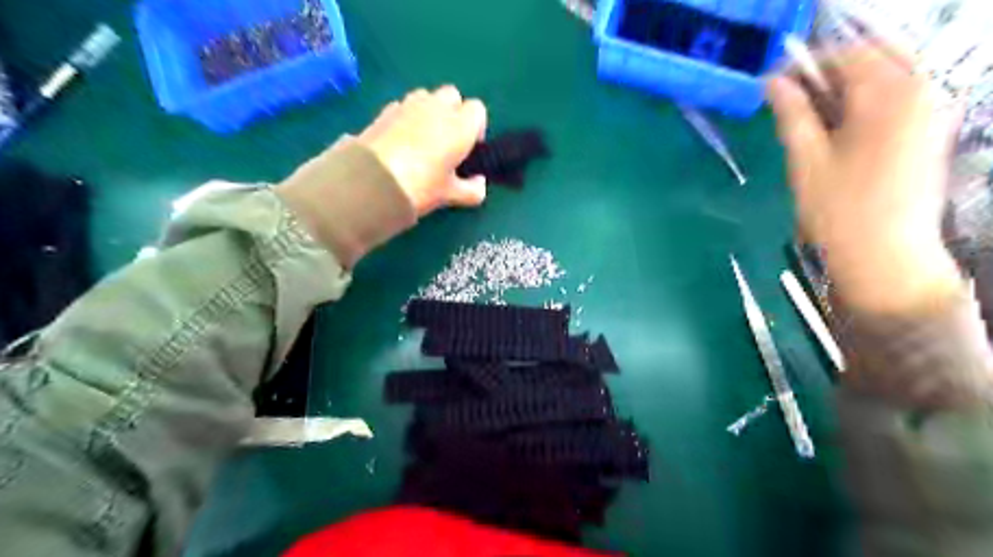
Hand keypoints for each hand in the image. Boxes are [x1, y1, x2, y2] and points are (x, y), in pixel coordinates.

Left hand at [362, 85, 488, 215]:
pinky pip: (403, 106)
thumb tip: (479, 184)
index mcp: (460, 125)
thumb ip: (472, 190)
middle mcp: (437, 107)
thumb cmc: (421, 186)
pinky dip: (407, 117)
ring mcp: (409, 105)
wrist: (372, 181)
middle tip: (447, 142)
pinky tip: (401, 141)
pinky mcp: (385, 110)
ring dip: (429, 111)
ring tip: (422, 140)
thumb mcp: (450, 195)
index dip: (476, 128)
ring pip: (426, 97)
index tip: (468, 149)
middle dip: (453, 112)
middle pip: (452, 95)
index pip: (478, 110)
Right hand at [771, 45, 967, 315]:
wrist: (885, 256)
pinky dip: (861, 104)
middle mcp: (923, 91)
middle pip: (869, 60)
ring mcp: (932, 111)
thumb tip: (772, 82)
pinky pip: (894, 98)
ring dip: (841, 90)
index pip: (846, 54)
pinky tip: (835, 129)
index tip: (771, 84)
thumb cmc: (839, 211)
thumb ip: (792, 114)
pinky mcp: (930, 130)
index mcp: (892, 95)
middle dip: (825, 75)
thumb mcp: (806, 160)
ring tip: (805, 117)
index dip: (805, 64)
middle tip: (787, 100)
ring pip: (882, 79)